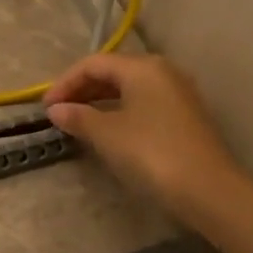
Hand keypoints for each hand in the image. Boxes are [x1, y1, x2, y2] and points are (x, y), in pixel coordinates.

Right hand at [43, 53, 244, 223]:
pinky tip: (107, 130)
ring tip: (77, 121)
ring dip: (99, 101)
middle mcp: (162, 72)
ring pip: (128, 88)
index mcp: (142, 67)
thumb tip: (55, 110)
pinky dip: (118, 110)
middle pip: (112, 71)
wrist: (207, 188)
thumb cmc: (151, 152)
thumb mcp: (107, 134)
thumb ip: (78, 117)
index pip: (93, 63)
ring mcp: (177, 94)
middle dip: (81, 89)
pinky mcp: (184, 116)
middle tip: (58, 113)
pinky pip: (142, 103)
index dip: (64, 82)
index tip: (45, 108)